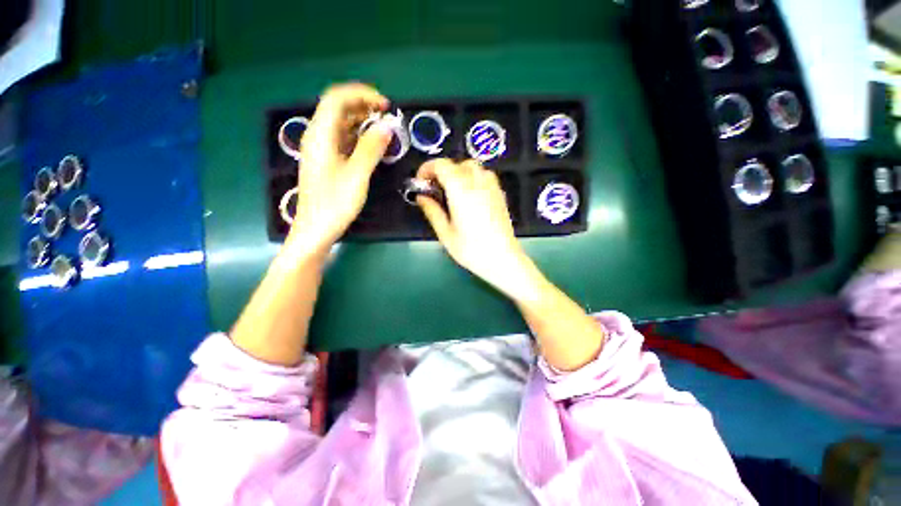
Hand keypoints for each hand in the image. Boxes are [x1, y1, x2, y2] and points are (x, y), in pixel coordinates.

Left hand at [288, 83, 391, 253]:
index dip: (361, 95)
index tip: (384, 105)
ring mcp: (320, 149)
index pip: (337, 98)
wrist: (316, 229)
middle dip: (362, 105)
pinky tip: (371, 144)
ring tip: (383, 128)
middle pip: (337, 108)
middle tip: (386, 115)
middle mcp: (317, 137)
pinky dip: (358, 136)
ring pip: (340, 124)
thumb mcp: (357, 175)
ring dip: (361, 120)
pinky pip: (342, 139)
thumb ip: (371, 149)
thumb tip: (386, 127)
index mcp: (320, 135)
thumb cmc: (335, 203)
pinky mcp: (326, 161)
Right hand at [416, 159, 541, 299]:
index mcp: (461, 191)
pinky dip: (472, 178)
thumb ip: (432, 211)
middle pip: (457, 164)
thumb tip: (421, 197)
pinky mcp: (500, 194)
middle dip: (442, 171)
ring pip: (473, 167)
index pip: (442, 165)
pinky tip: (469, 195)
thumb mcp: (446, 234)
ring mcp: (492, 188)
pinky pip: (485, 175)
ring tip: (451, 191)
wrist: (503, 259)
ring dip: (458, 172)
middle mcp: (478, 183)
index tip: (421, 182)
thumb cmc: (472, 250)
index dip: (427, 169)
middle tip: (434, 189)